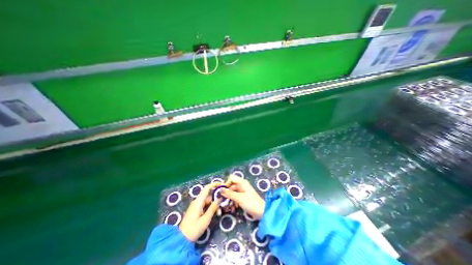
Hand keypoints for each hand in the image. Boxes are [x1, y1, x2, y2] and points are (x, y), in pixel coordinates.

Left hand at [179, 183, 220, 241]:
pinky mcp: (196, 210)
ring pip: (207, 200)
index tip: (222, 185)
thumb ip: (213, 207)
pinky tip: (215, 212)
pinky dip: (210, 207)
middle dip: (216, 198)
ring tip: (220, 210)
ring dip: (214, 204)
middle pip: (208, 195)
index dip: (214, 184)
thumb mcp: (206, 219)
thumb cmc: (194, 229)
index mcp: (198, 201)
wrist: (181, 240)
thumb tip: (220, 198)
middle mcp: (197, 201)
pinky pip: (205, 205)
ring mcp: (196, 205)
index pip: (207, 188)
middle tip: (224, 202)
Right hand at [221, 175, 264, 219]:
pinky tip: (233, 208)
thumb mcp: (239, 198)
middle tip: (223, 201)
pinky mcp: (243, 197)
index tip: (223, 191)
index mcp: (242, 182)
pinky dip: (233, 201)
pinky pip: (236, 197)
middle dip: (227, 193)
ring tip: (229, 207)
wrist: (262, 212)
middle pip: (231, 186)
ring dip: (230, 199)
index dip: (226, 183)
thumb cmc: (251, 203)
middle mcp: (242, 185)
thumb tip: (221, 190)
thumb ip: (229, 194)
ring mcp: (243, 191)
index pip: (231, 178)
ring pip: (233, 192)